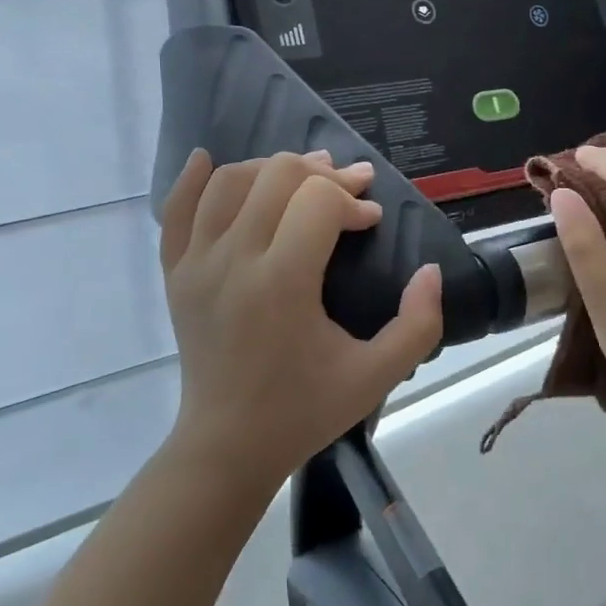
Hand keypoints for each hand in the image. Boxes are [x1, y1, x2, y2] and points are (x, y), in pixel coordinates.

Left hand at [160, 148, 443, 496]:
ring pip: (230, 180)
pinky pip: (176, 209)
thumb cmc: (304, 410)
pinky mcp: (175, 274)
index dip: (353, 201)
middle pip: (277, 175)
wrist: (228, 445)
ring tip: (303, 179)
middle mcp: (233, 260)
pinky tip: (208, 160)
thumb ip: (419, 323)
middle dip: (322, 174)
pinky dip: (193, 179)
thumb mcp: (377, 376)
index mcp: (282, 283)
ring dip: (272, 169)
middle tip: (349, 190)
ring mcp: (195, 264)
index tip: (370, 223)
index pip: (319, 201)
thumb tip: (430, 270)